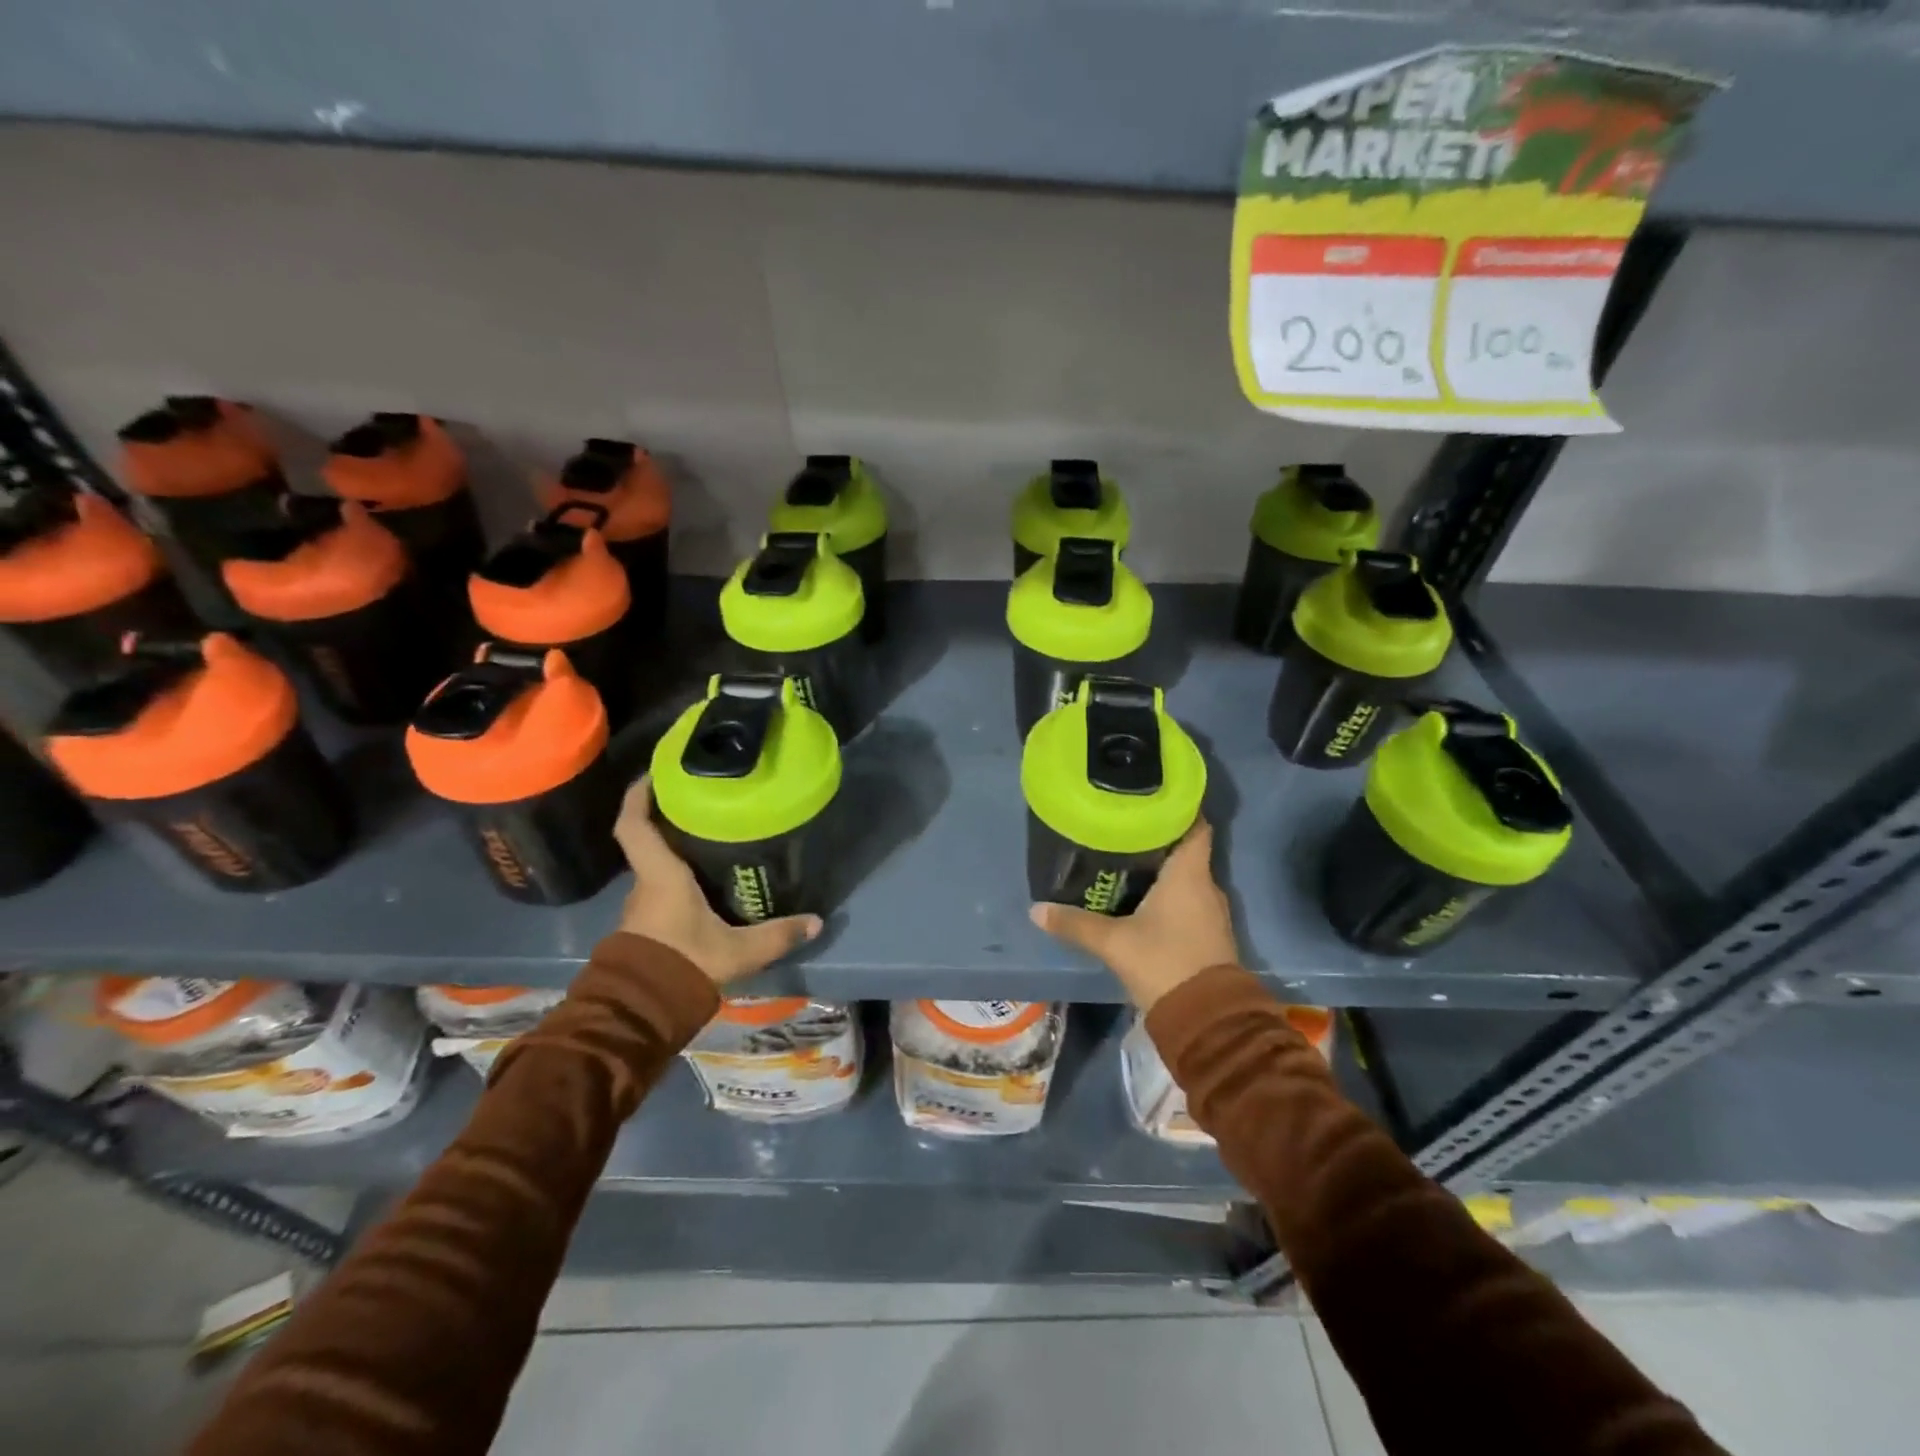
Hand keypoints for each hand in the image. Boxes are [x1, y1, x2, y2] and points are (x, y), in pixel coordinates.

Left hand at [614, 777, 822, 985]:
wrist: (641, 1013)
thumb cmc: (684, 964)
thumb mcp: (739, 951)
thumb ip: (777, 935)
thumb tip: (816, 921)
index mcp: (661, 876)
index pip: (634, 825)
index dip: (638, 795)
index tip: (656, 773)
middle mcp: (645, 885)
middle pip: (650, 842)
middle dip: (670, 821)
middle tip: (704, 804)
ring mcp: (641, 907)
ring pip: (657, 868)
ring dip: (676, 853)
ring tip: (712, 840)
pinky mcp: (645, 927)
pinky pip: (660, 891)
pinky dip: (677, 880)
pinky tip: (705, 886)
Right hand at [1030, 817, 1237, 1011]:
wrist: (1206, 1020)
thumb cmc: (1163, 963)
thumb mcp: (1113, 942)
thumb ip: (1075, 924)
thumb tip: (1036, 909)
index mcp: (1189, 874)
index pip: (1195, 825)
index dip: (1179, 807)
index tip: (1152, 797)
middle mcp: (1207, 886)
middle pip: (1186, 850)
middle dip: (1158, 838)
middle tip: (1123, 829)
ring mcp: (1211, 913)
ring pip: (1187, 878)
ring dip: (1163, 869)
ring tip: (1126, 860)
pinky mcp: (1209, 935)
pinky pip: (1188, 901)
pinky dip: (1169, 894)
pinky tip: (1142, 899)